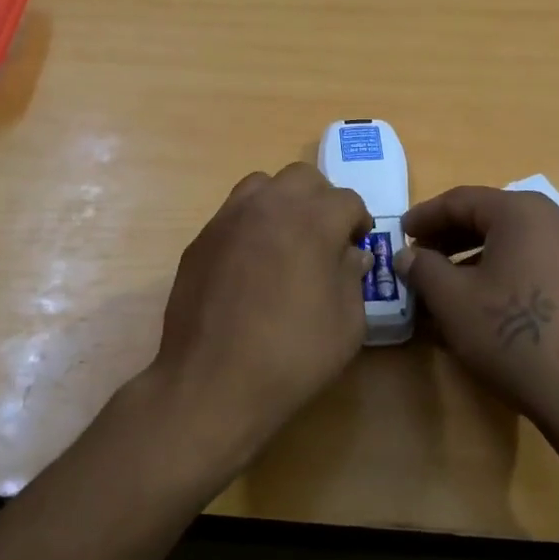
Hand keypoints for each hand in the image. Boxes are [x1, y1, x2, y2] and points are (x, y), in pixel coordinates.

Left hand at [143, 163, 372, 479]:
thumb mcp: (347, 324)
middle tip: (325, 237)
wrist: (212, 382)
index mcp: (312, 221)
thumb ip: (353, 278)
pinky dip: (250, 226)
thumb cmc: (292, 355)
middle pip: (302, 177)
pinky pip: (232, 214)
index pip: (346, 199)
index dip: (358, 221)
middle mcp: (268, 206)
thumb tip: (351, 255)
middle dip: (321, 200)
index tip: (357, 245)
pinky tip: (250, 266)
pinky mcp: (200, 240)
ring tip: (285, 241)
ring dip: (282, 203)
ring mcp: (228, 220)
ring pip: (261, 186)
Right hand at [395, 187, 558, 455]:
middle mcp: (555, 220)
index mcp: (522, 212)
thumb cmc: (511, 334)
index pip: (462, 200)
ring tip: (444, 281)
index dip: (425, 215)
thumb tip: (406, 256)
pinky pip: (533, 261)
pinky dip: (501, 270)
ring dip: (473, 255)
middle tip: (419, 255)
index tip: (399, 232)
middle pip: (490, 216)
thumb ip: (422, 268)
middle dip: (449, 235)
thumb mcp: (452, 299)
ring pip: (512, 241)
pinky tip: (480, 299)